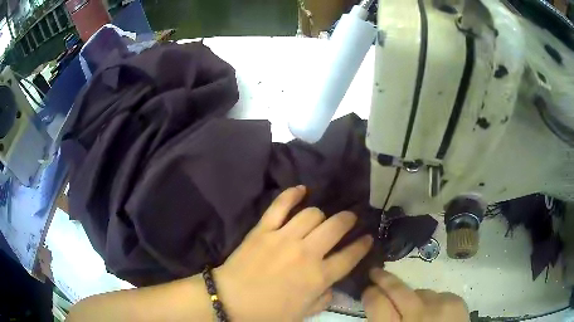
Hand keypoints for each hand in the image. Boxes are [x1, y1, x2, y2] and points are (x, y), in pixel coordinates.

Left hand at [214, 186, 372, 320]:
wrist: (230, 301)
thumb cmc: (268, 313)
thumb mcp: (303, 314)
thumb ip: (323, 300)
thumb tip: (332, 286)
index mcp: (318, 277)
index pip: (350, 256)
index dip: (362, 245)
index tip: (368, 237)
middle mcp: (306, 253)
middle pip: (336, 227)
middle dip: (348, 220)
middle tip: (350, 219)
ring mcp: (284, 238)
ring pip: (312, 214)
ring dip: (321, 214)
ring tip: (322, 217)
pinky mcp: (263, 230)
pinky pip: (280, 206)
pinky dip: (291, 194)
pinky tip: (301, 189)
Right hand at [362, 269, 468, 321]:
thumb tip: (375, 305)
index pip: (376, 303)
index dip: (369, 294)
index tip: (368, 289)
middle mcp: (416, 315)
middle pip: (397, 289)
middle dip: (383, 278)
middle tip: (375, 272)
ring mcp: (438, 306)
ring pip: (419, 291)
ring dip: (413, 298)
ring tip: (417, 312)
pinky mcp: (455, 301)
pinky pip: (437, 294)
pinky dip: (432, 302)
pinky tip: (434, 314)